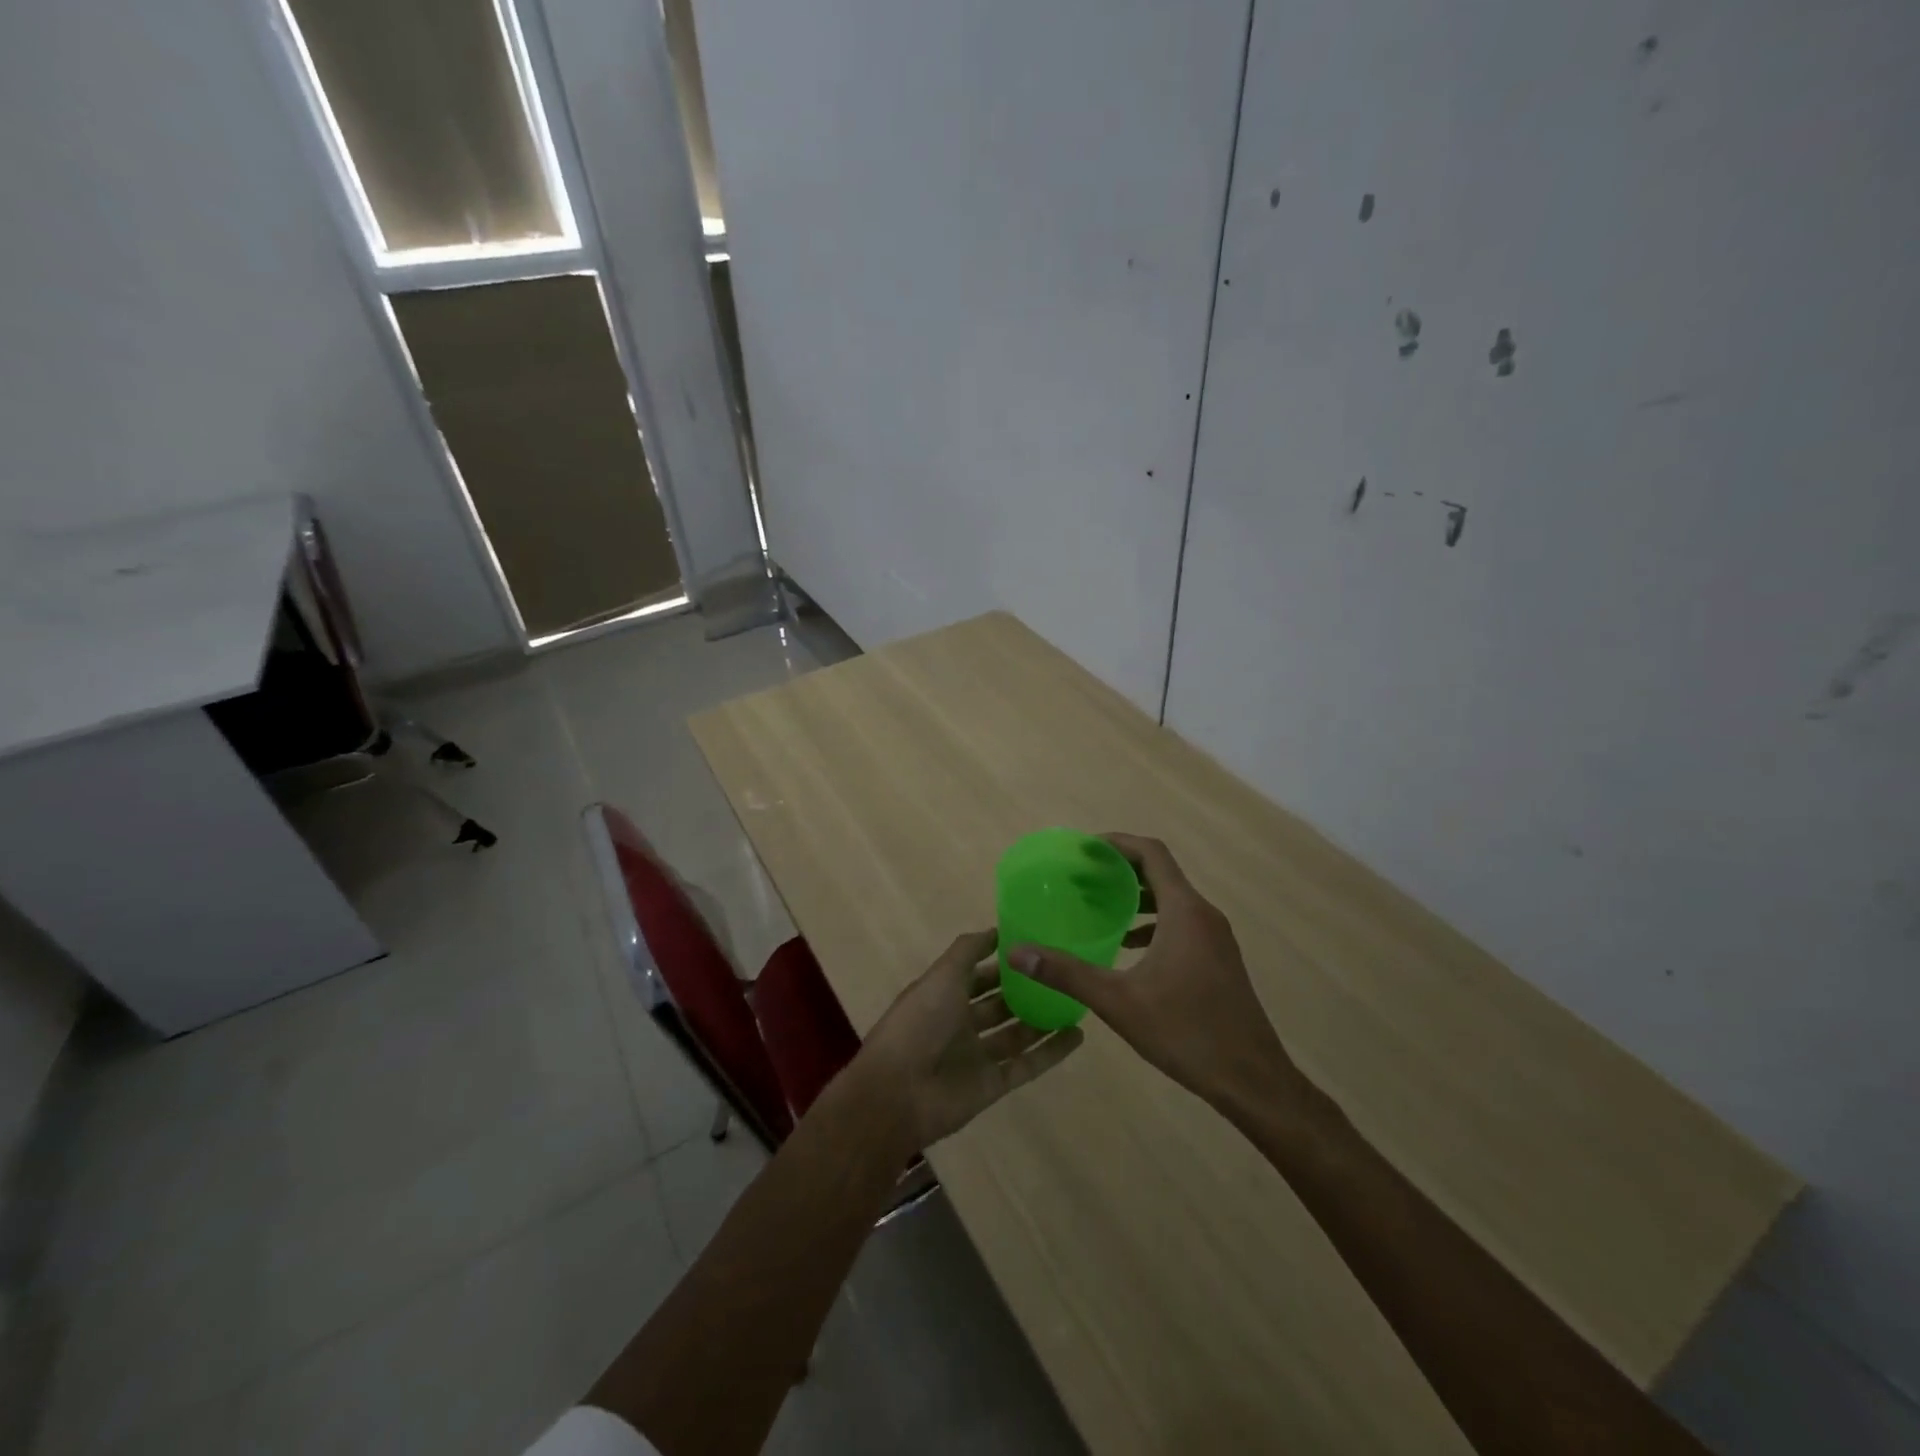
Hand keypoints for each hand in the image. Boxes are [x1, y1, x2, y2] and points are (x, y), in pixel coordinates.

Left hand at [856, 929, 1082, 1148]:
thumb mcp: (942, 975)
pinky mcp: (993, 1084)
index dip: (1001, 961)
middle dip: (1025, 990)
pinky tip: (1077, 1035)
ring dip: (1042, 1019)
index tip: (1035, 945)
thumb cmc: (919, 1023)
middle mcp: (960, 1024)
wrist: (899, 1093)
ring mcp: (978, 1056)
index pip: (977, 974)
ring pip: (1016, 1033)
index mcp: (944, 995)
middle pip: (999, 1004)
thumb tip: (997, 930)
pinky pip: (1028, 1065)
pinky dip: (1051, 1052)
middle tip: (1062, 973)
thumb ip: (968, 951)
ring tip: (1076, 1001)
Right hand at [1009, 834, 1300, 1112]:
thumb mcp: (1118, 1002)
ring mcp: (1216, 939)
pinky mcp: (1218, 960)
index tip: (1084, 848)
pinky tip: (1127, 947)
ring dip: (1136, 897)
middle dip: (1120, 870)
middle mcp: (1204, 915)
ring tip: (1098, 907)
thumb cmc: (1187, 1032)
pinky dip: (1152, 923)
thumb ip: (1067, 973)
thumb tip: (1017, 952)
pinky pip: (1181, 923)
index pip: (1152, 853)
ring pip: (1172, 900)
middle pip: (1161, 873)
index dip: (1118, 843)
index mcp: (1185, 911)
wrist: (1253, 1080)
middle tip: (1080, 878)